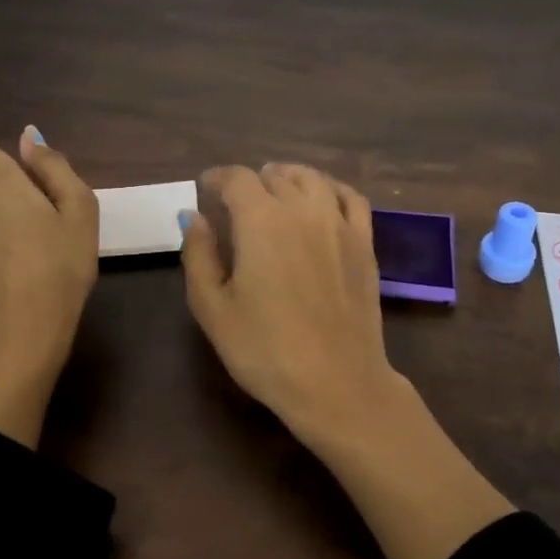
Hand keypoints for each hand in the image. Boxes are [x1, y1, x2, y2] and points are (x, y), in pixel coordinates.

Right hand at [181, 162, 511, 558]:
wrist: (336, 382)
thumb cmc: (264, 350)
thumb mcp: (212, 308)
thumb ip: (199, 255)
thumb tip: (194, 216)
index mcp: (260, 220)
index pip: (237, 178)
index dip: (218, 177)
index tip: (206, 186)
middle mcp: (303, 209)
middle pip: (276, 176)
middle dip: (252, 181)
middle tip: (238, 198)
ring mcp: (340, 224)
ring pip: (314, 179)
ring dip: (290, 177)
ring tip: (278, 190)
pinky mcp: (365, 244)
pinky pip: (351, 198)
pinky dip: (332, 189)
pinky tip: (324, 200)